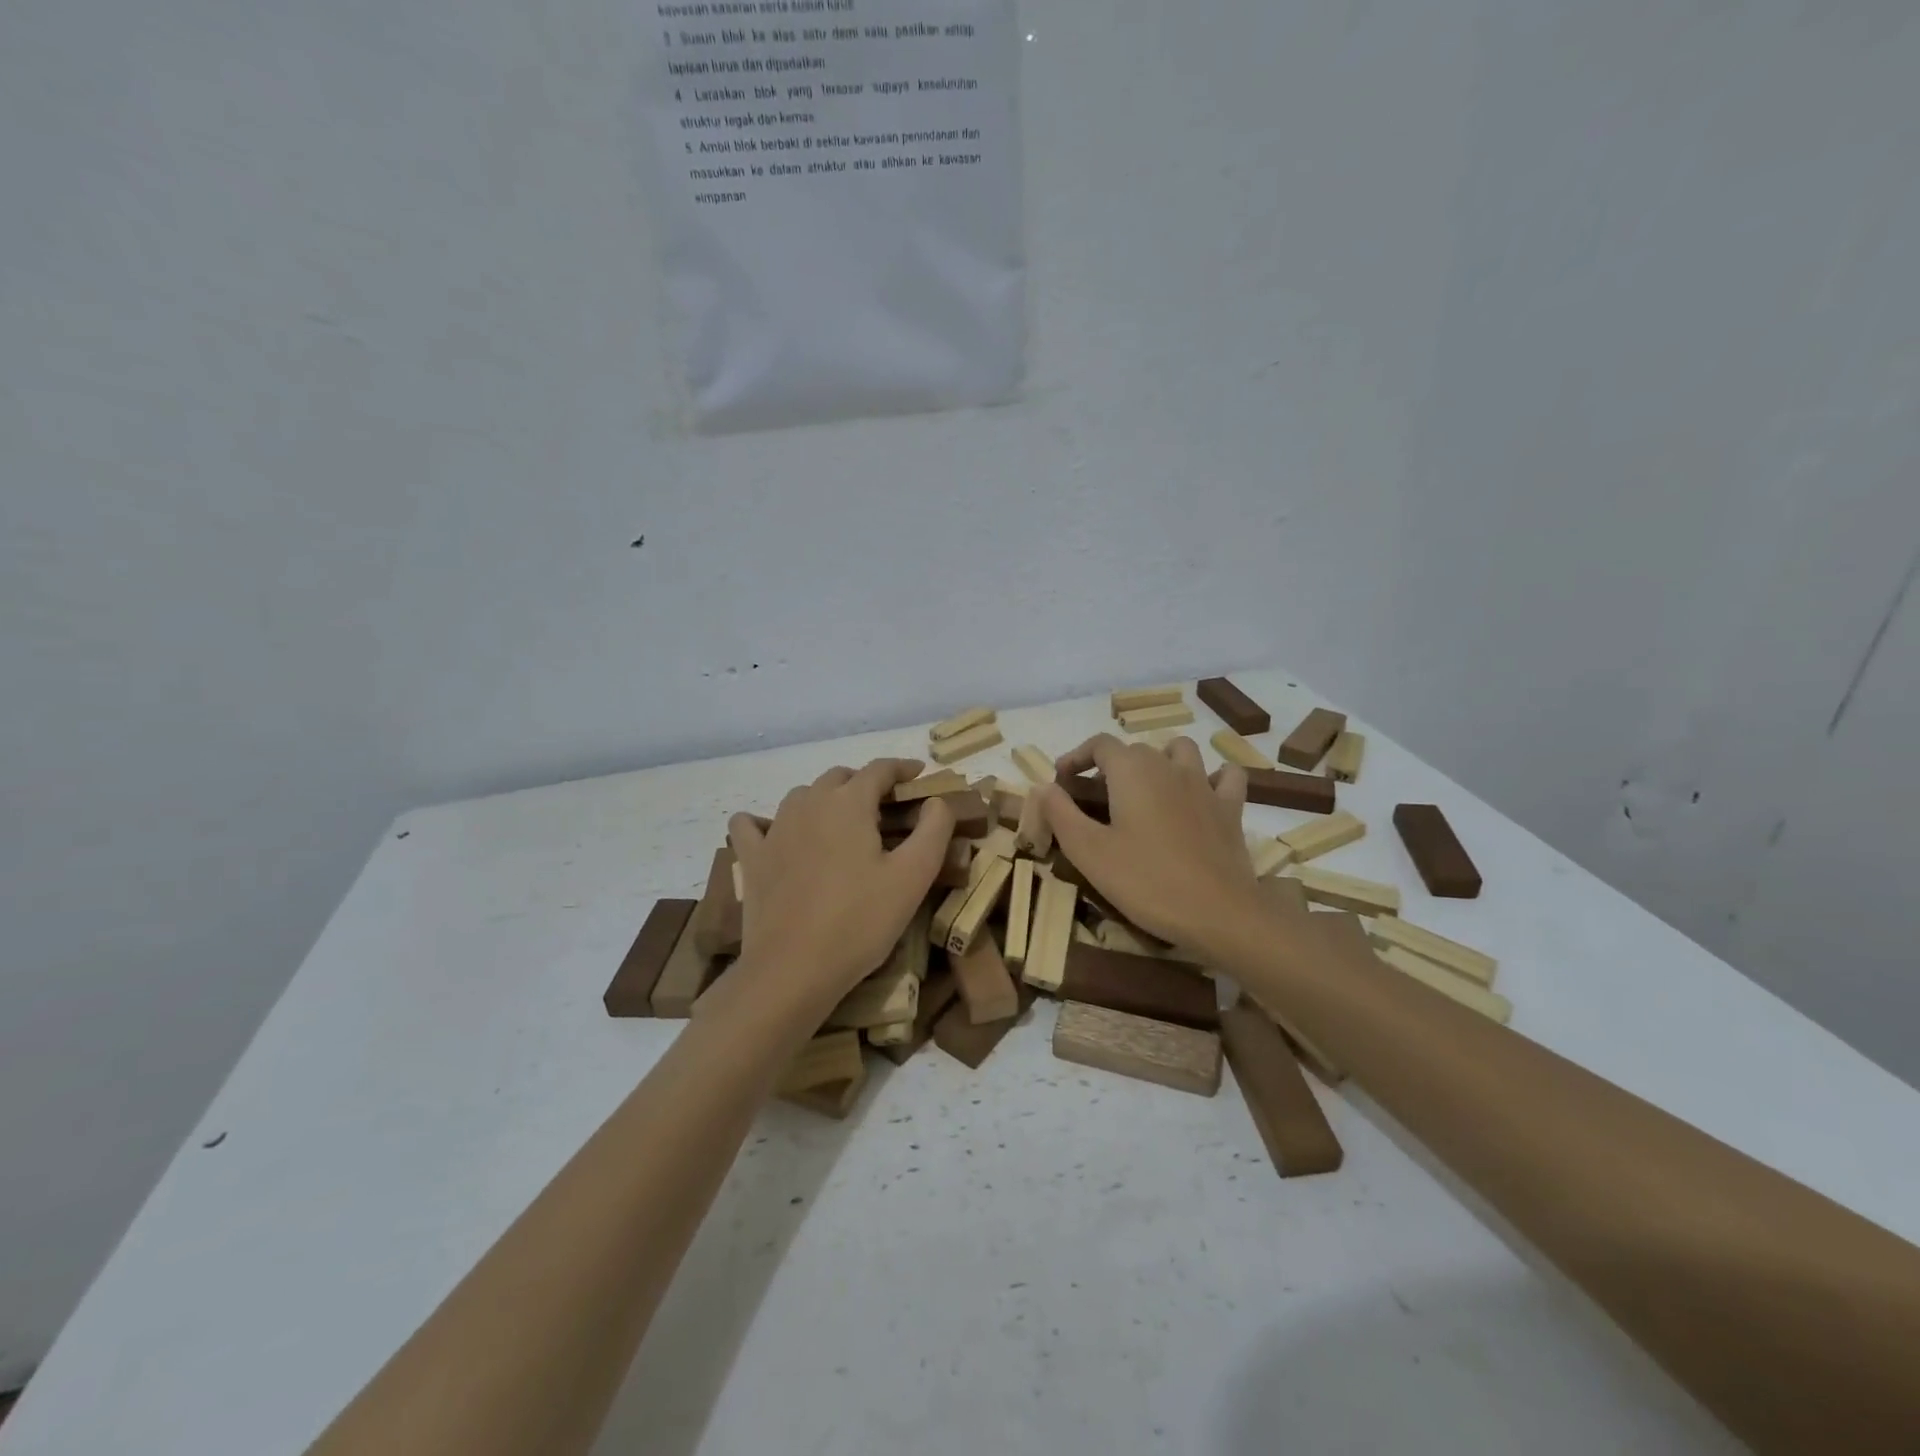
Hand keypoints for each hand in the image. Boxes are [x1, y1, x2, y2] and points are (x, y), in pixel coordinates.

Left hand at [724, 759, 952, 1022]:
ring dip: (825, 799)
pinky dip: (765, 821)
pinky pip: (752, 825)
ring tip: (842, 822)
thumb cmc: (860, 921)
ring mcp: (774, 829)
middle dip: (865, 783)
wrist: (792, 970)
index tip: (919, 775)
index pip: (879, 769)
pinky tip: (775, 833)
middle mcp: (808, 803)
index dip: (902, 768)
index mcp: (849, 803)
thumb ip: (934, 830)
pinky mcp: (752, 858)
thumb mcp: (913, 877)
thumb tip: (936, 801)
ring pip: (802, 796)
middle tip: (886, 807)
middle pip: (840, 777)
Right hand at [1041, 734, 1262, 957]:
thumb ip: (1061, 813)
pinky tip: (1200, 796)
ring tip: (1146, 789)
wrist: (1218, 913)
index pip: (1099, 744)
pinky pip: (1225, 777)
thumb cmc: (1146, 881)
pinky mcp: (1230, 809)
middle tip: (1094, 799)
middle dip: (1110, 766)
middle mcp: (1168, 766)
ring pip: (1180, 751)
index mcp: (1132, 771)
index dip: (1076, 757)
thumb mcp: (1088, 851)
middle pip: (1135, 750)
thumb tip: (1043, 787)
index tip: (1061, 781)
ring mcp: (1204, 785)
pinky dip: (1211, 778)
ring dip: (1160, 760)